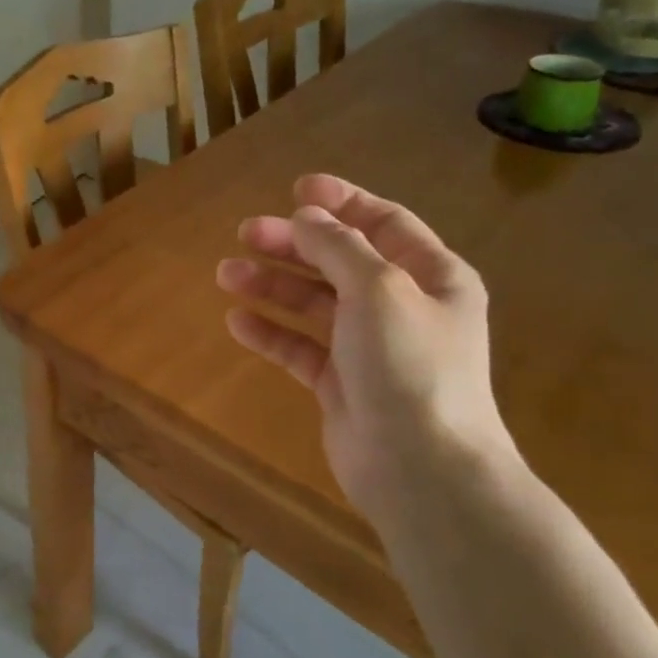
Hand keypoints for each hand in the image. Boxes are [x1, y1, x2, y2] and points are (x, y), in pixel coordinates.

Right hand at [215, 175, 516, 519]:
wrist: (422, 469)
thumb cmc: (409, 366)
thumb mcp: (378, 289)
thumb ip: (340, 247)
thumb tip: (309, 216)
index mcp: (431, 277)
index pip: (384, 224)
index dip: (341, 202)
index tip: (296, 189)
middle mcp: (402, 307)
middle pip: (339, 261)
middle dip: (293, 244)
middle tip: (244, 232)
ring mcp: (370, 348)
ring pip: (314, 303)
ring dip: (272, 285)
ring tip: (225, 274)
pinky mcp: (341, 384)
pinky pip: (300, 347)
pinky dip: (271, 332)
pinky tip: (238, 321)